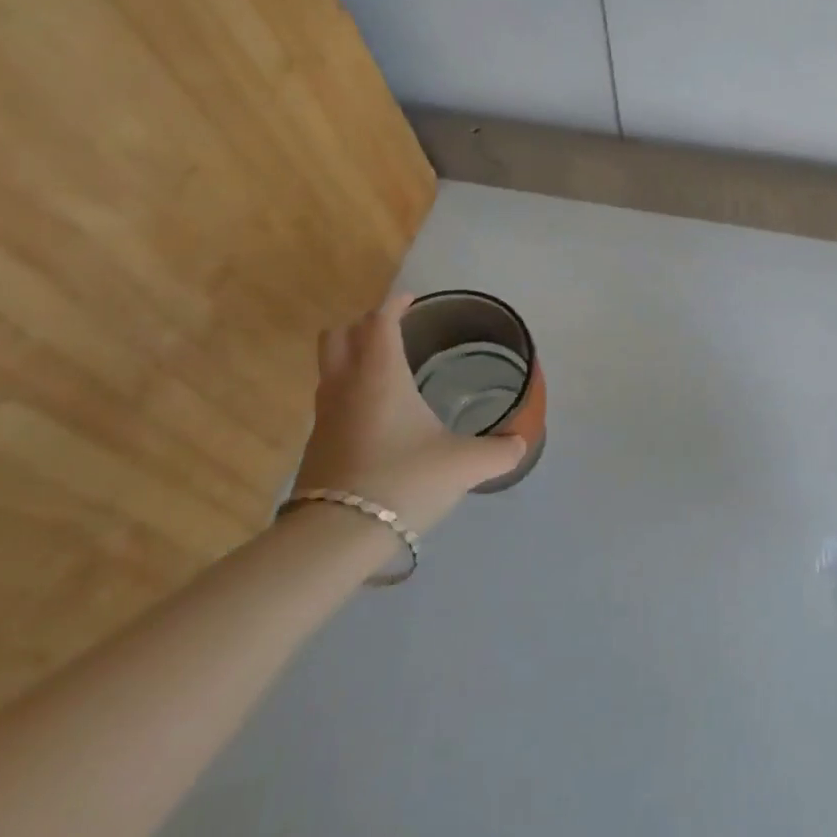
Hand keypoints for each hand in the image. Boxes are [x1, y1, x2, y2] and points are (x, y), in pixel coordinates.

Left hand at [294, 295, 526, 534]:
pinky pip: (330, 399)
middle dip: (363, 324)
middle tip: (392, 330)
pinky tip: (376, 416)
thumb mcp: (463, 465)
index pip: (380, 321)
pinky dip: (349, 391)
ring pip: (329, 367)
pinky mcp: (316, 445)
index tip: (411, 300)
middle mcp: (346, 385)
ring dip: (351, 357)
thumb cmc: (404, 481)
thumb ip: (498, 451)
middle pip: (338, 335)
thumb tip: (520, 443)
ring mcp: (324, 415)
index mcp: (380, 374)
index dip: (395, 304)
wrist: (336, 536)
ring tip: (385, 370)